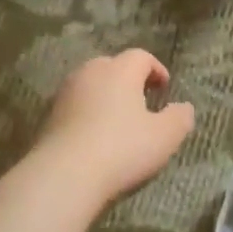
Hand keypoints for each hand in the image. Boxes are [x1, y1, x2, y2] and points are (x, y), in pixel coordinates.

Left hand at [34, 50, 195, 205]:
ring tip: (118, 119)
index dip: (156, 69)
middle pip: (112, 66)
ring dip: (105, 96)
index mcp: (119, 71)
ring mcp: (65, 94)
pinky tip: (94, 136)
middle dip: (128, 79)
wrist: (64, 175)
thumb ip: (180, 118)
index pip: (141, 57)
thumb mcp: (164, 137)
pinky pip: (75, 106)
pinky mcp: (48, 116)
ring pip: (90, 84)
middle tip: (142, 100)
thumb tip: (184, 107)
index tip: (164, 88)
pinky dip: (87, 113)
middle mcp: (90, 73)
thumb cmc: (122, 149)